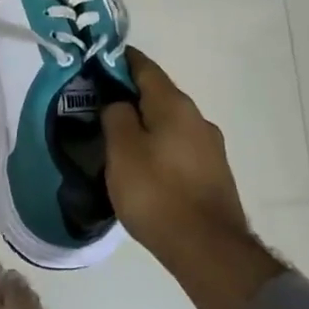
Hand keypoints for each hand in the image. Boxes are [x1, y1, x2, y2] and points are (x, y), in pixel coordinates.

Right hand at [100, 48, 253, 272]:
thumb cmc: (156, 193)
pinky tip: (142, 164)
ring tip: (116, 138)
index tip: (96, 61)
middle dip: (129, 95)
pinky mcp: (212, 173)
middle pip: (158, 96)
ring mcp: (209, 148)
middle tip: (97, 105)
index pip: (145, 68)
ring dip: (144, 123)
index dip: (120, 60)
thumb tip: (118, 103)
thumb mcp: (122, 151)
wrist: (207, 248)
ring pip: (168, 123)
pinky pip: (177, 147)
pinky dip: (157, 145)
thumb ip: (116, 117)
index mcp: (175, 106)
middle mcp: (198, 119)